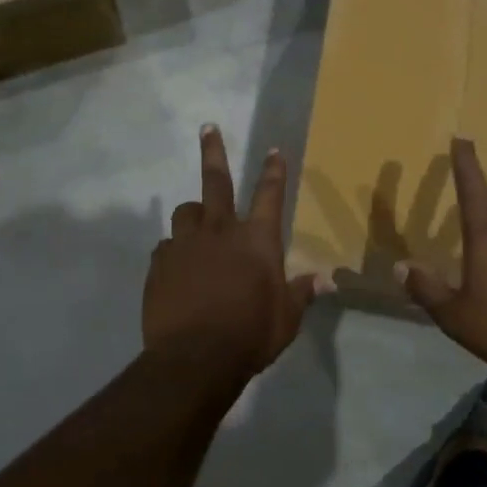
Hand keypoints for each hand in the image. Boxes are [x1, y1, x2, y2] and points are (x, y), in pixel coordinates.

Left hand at [144, 125, 327, 375]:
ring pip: (185, 212)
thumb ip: (302, 293)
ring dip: (193, 214)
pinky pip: (166, 247)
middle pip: (216, 181)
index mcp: (257, 240)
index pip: (270, 195)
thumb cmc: (251, 335)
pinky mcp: (159, 264)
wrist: (195, 358)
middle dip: (214, 152)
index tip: (273, 149)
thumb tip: (326, 281)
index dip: (274, 171)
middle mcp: (220, 231)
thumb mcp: (286, 318)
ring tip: (196, 224)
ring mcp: (185, 245)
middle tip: (207, 128)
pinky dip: (174, 251)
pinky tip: (176, 267)